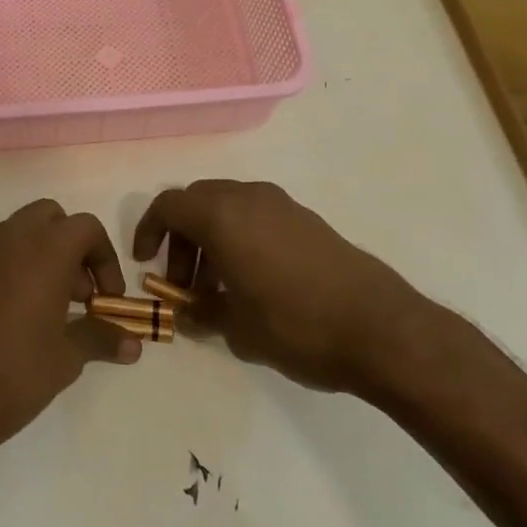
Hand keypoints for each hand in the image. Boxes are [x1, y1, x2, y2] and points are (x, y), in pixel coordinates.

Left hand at [0, 199, 139, 451]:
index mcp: (44, 251)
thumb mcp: (66, 359)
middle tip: (73, 294)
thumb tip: (133, 344)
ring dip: (34, 258)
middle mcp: (6, 240)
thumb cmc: (12, 376)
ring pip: (12, 235)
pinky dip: (0, 274)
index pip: (86, 227)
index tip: (105, 297)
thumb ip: (101, 339)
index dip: (104, 258)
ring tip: (38, 310)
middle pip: (48, 217)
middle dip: (68, 246)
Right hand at [132, 180, 420, 392]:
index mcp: (222, 216)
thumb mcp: (236, 328)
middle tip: (183, 283)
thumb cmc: (295, 325)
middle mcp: (249, 198)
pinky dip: (240, 238)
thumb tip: (189, 311)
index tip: (146, 264)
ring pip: (228, 208)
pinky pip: (257, 216)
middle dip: (181, 239)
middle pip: (198, 202)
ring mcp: (282, 205)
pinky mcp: (307, 219)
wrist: (380, 328)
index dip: (148, 231)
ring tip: (218, 290)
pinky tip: (252, 283)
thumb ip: (203, 312)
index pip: (168, 206)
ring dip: (211, 239)